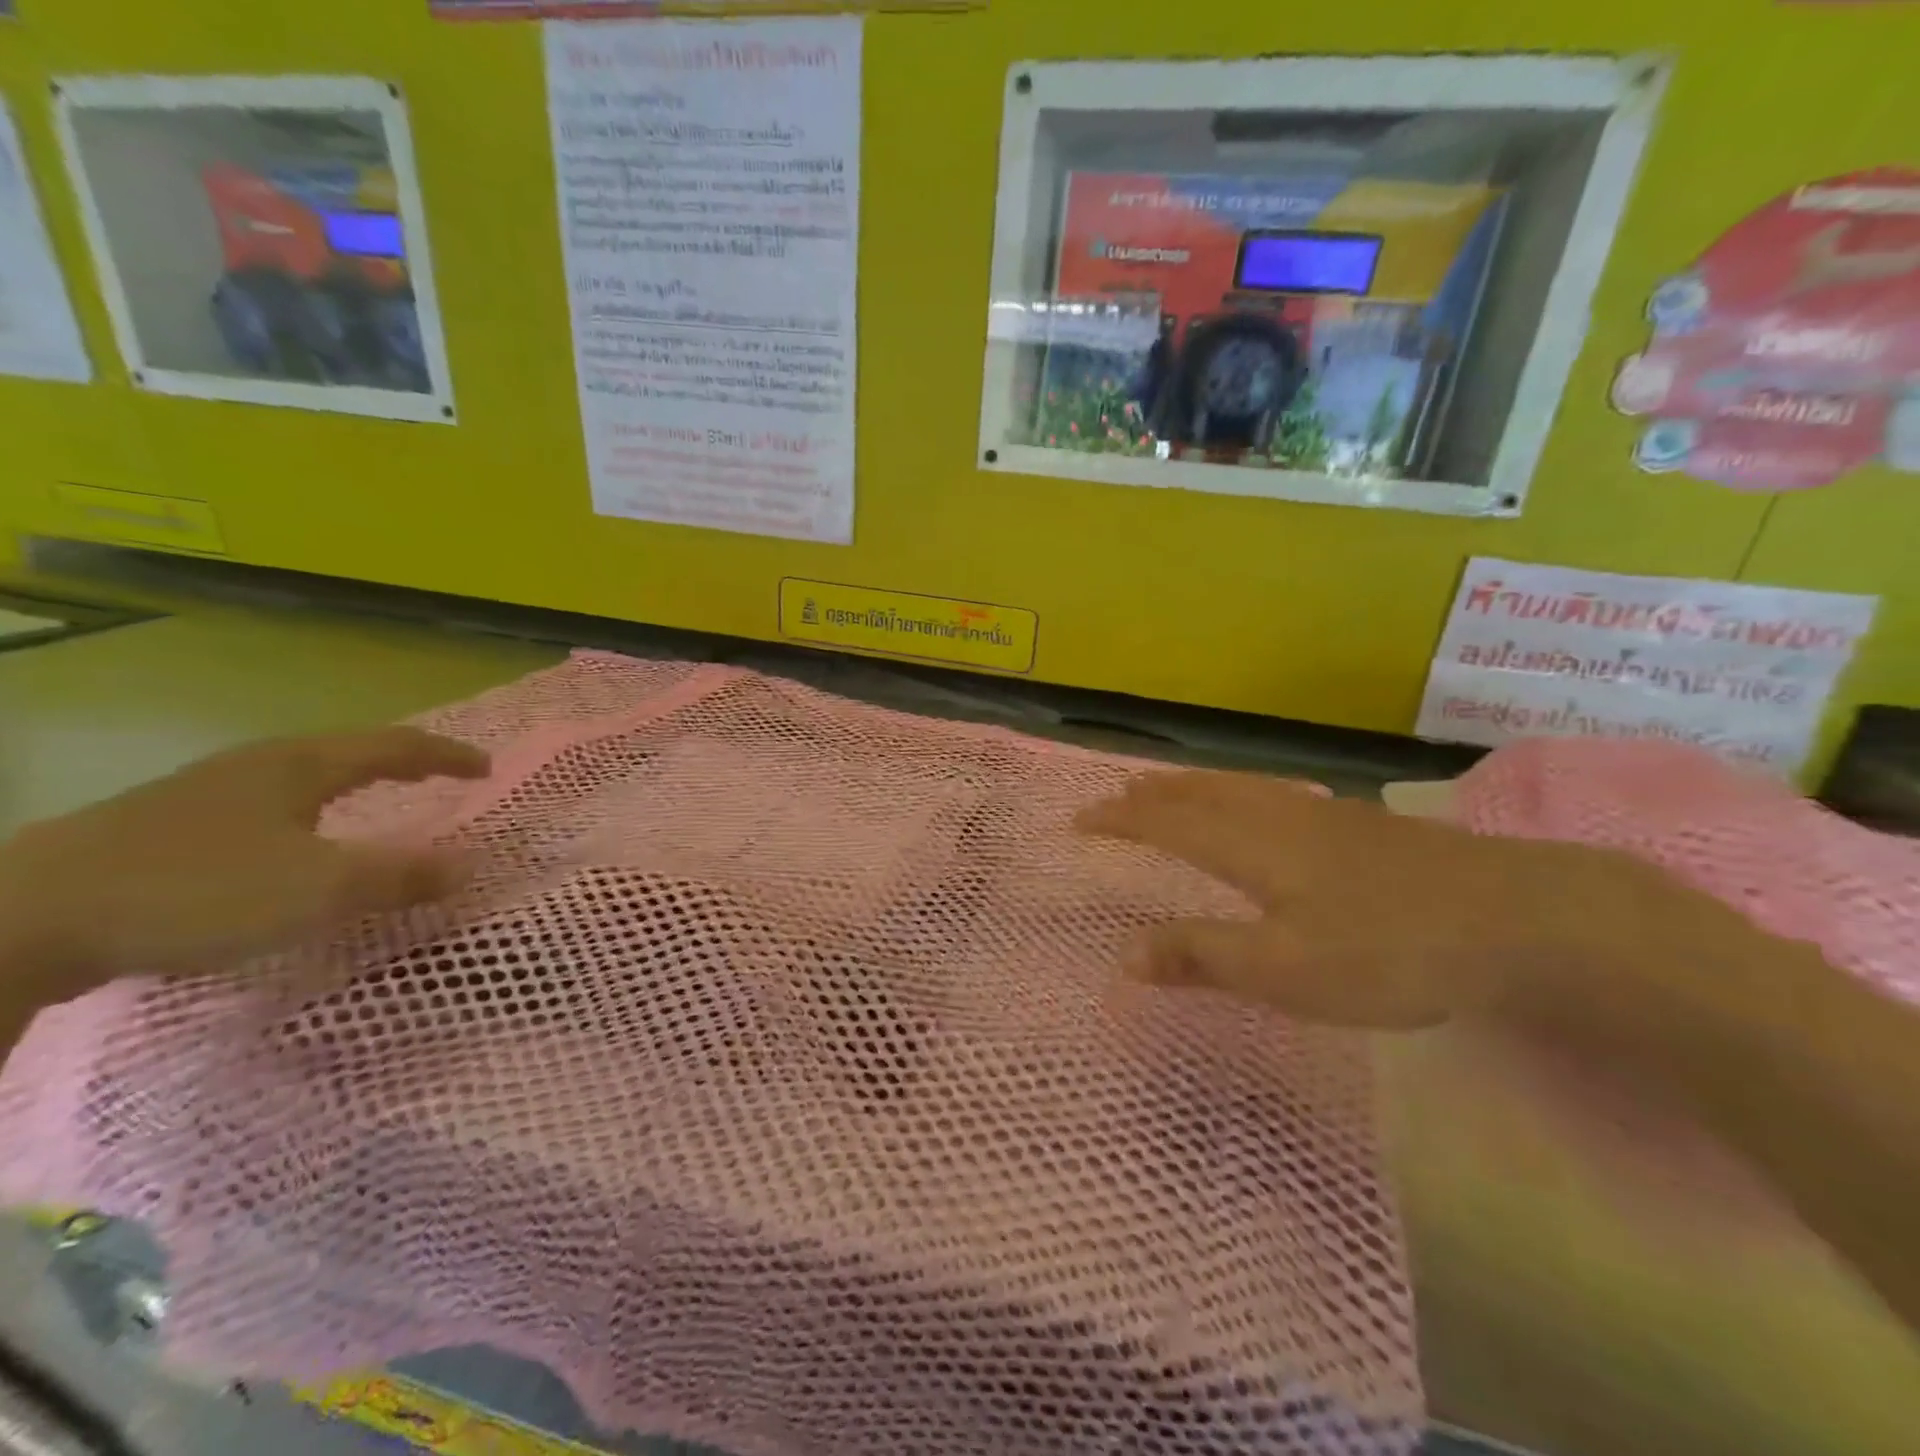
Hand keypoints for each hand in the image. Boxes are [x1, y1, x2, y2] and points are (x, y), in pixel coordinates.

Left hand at [0, 728, 489, 995]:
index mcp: (299, 766)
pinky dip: (307, 813)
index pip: (394, 746)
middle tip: (439, 777)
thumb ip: (401, 877)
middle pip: (346, 751)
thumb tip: (470, 865)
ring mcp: (203, 793)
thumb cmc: (197, 890)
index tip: (487, 768)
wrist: (22, 918)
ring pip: (301, 776)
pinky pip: (266, 805)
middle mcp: (256, 766)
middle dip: (401, 762)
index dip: (446, 755)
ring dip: (351, 785)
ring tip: (376, 802)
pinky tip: (291, 844)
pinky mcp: (164, 826)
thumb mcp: (320, 890)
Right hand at [1076, 770, 1690, 1029]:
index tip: (1079, 820)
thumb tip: (1124, 956)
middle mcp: (1278, 817)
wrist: (1520, 918)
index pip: (1166, 823)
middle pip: (1198, 794)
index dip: (1119, 821)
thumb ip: (1202, 958)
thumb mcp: (1285, 971)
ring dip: (1190, 786)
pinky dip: (1235, 790)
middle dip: (1149, 796)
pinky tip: (1256, 803)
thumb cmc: (1389, 952)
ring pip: (1237, 787)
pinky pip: (1271, 793)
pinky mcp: (1361, 825)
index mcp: (1251, 848)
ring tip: (1166, 788)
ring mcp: (1324, 815)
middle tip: (1113, 797)